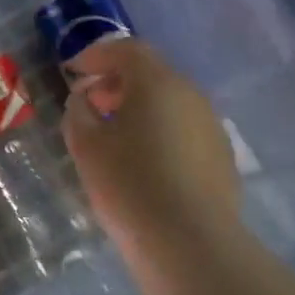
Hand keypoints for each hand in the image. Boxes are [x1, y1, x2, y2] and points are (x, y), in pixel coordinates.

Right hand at [63, 40, 240, 254]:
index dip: (96, 56)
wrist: (191, 244)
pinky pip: (183, 129)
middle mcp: (190, 93)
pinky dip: (159, 131)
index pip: (126, 50)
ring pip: (169, 102)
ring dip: (138, 108)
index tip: (73, 72)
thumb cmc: (129, 184)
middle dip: (116, 82)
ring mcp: (211, 125)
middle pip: (150, 73)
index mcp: (157, 81)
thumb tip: (84, 100)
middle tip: (90, 104)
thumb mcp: (86, 145)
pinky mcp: (221, 156)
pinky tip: (143, 161)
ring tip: (113, 135)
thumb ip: (78, 112)